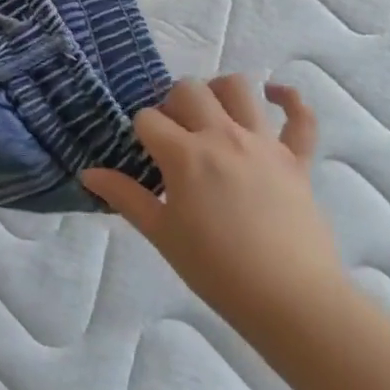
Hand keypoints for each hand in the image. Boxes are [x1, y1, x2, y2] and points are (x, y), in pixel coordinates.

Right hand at [82, 77, 348, 336]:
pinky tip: (275, 95)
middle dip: (173, 103)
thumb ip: (125, 196)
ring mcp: (264, 143)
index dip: (140, 132)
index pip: (148, 118)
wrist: (292, 301)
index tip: (145, 155)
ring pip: (239, 88)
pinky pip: (301, 117)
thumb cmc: (217, 270)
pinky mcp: (297, 159)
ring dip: (219, 91)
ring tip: (213, 113)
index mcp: (185, 155)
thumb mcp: (162, 234)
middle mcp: (223, 136)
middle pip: (188, 90)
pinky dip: (290, 100)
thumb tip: (87, 173)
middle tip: (174, 135)